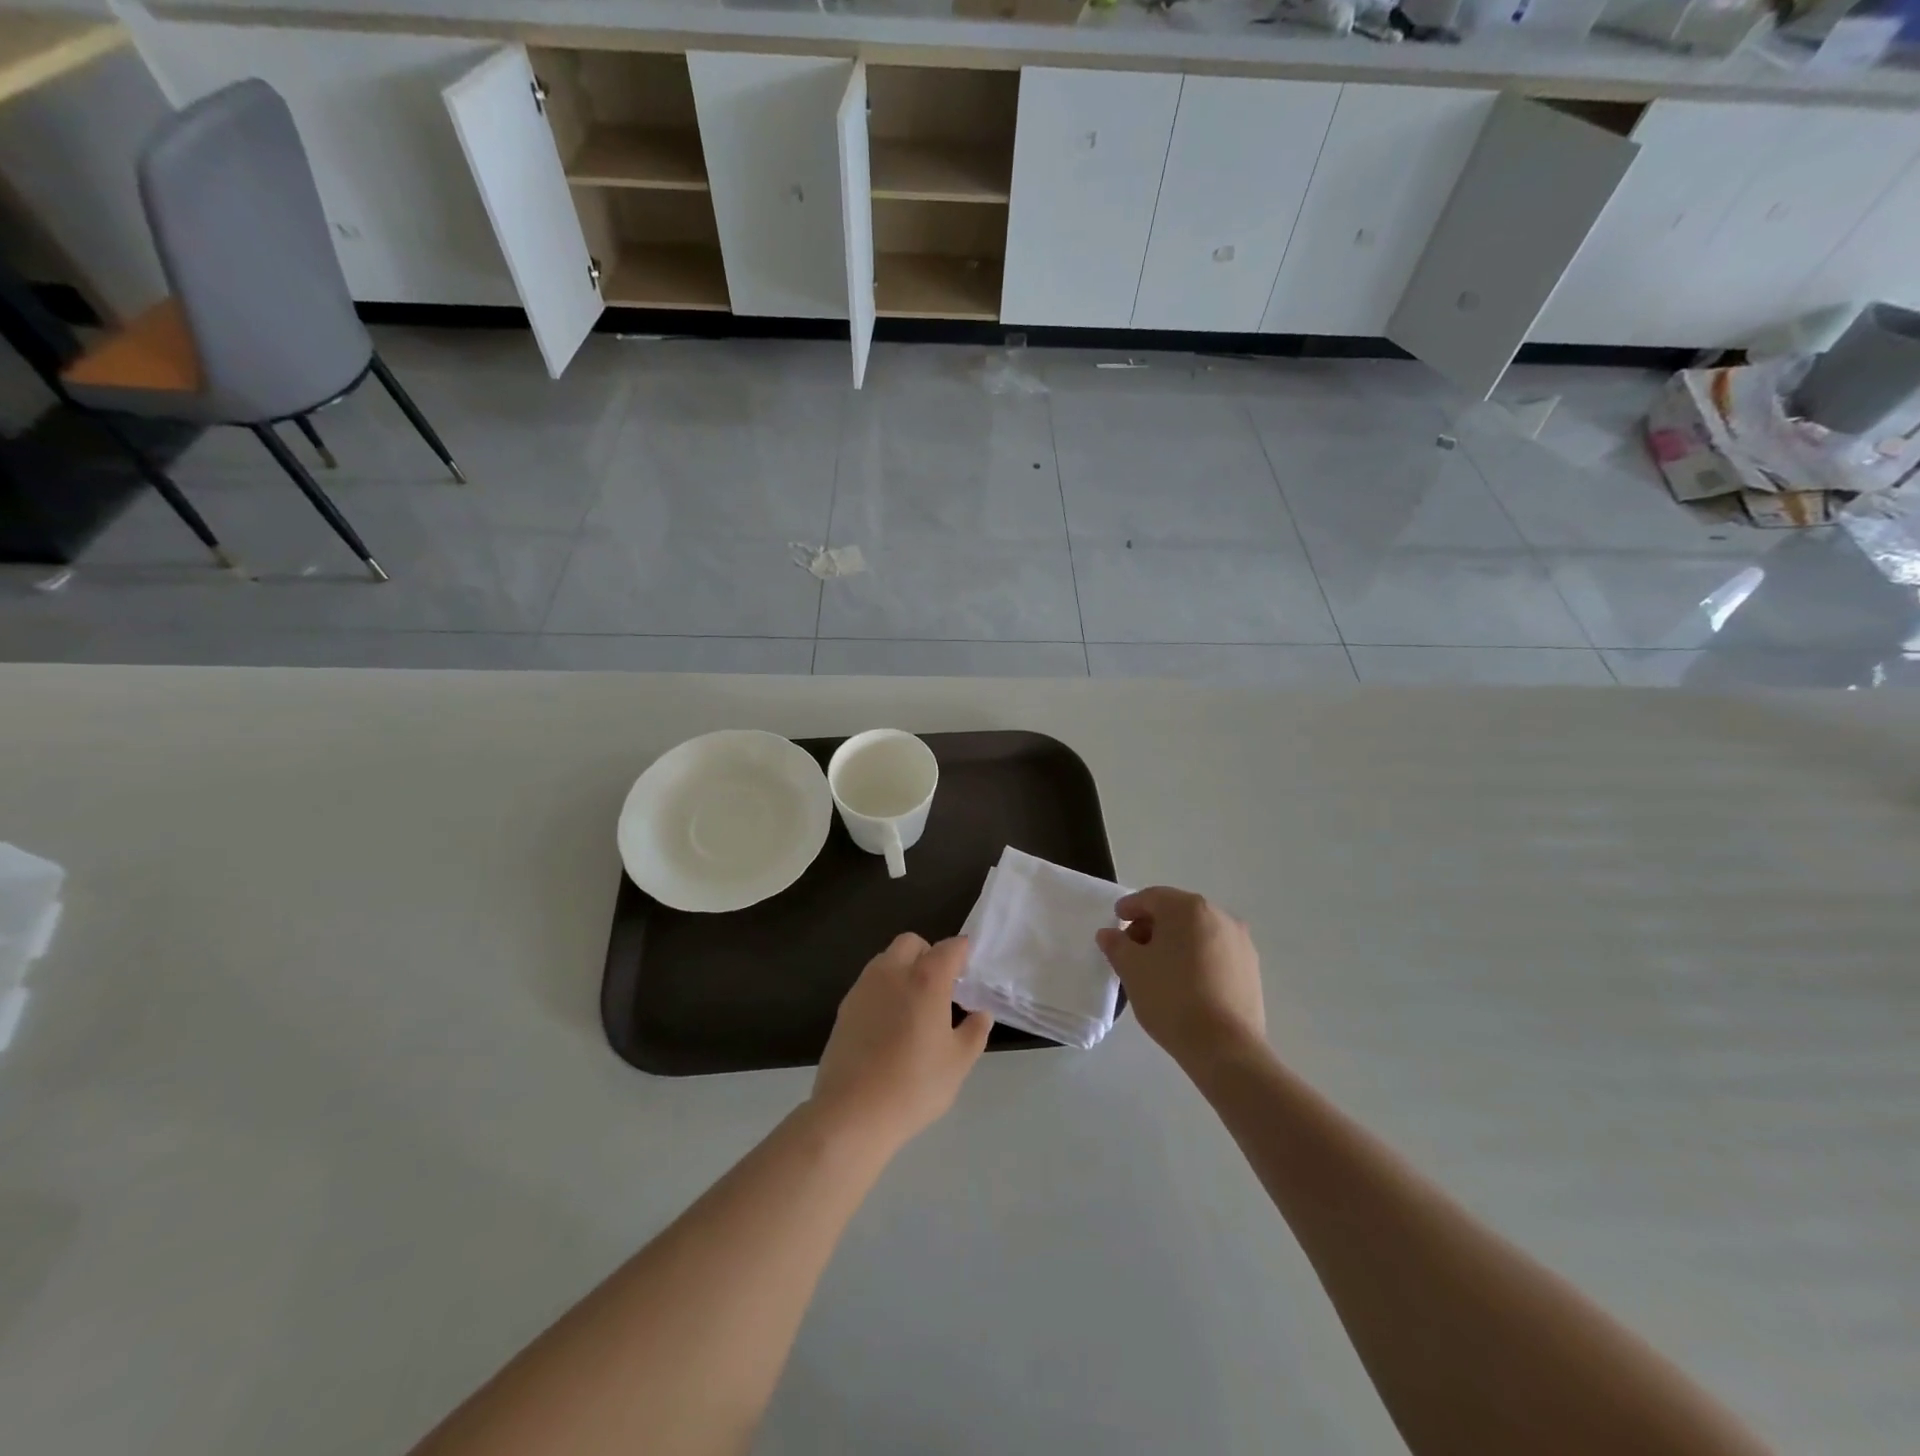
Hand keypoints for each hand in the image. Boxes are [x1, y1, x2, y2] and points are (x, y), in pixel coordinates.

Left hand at [810, 934, 992, 1152]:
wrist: (852, 1112)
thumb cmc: (914, 1085)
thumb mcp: (958, 1063)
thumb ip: (974, 1032)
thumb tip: (981, 1014)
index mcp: (926, 979)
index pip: (949, 948)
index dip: (962, 952)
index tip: (969, 969)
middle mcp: (892, 972)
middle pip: (911, 943)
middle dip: (928, 954)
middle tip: (941, 986)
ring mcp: (863, 988)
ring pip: (886, 960)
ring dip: (903, 969)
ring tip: (914, 1006)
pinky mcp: (844, 1007)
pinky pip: (869, 983)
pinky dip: (884, 990)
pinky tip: (890, 1025)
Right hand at [1096, 887, 1264, 1070]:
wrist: (1225, 1047)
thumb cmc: (1171, 998)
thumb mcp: (1131, 969)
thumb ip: (1116, 945)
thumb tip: (1109, 934)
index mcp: (1188, 908)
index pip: (1151, 897)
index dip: (1130, 907)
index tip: (1116, 921)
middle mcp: (1219, 915)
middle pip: (1177, 912)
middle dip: (1152, 925)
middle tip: (1133, 949)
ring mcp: (1240, 941)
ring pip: (1198, 931)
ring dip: (1176, 942)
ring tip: (1159, 968)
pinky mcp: (1251, 967)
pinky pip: (1216, 951)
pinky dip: (1197, 957)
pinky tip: (1185, 982)